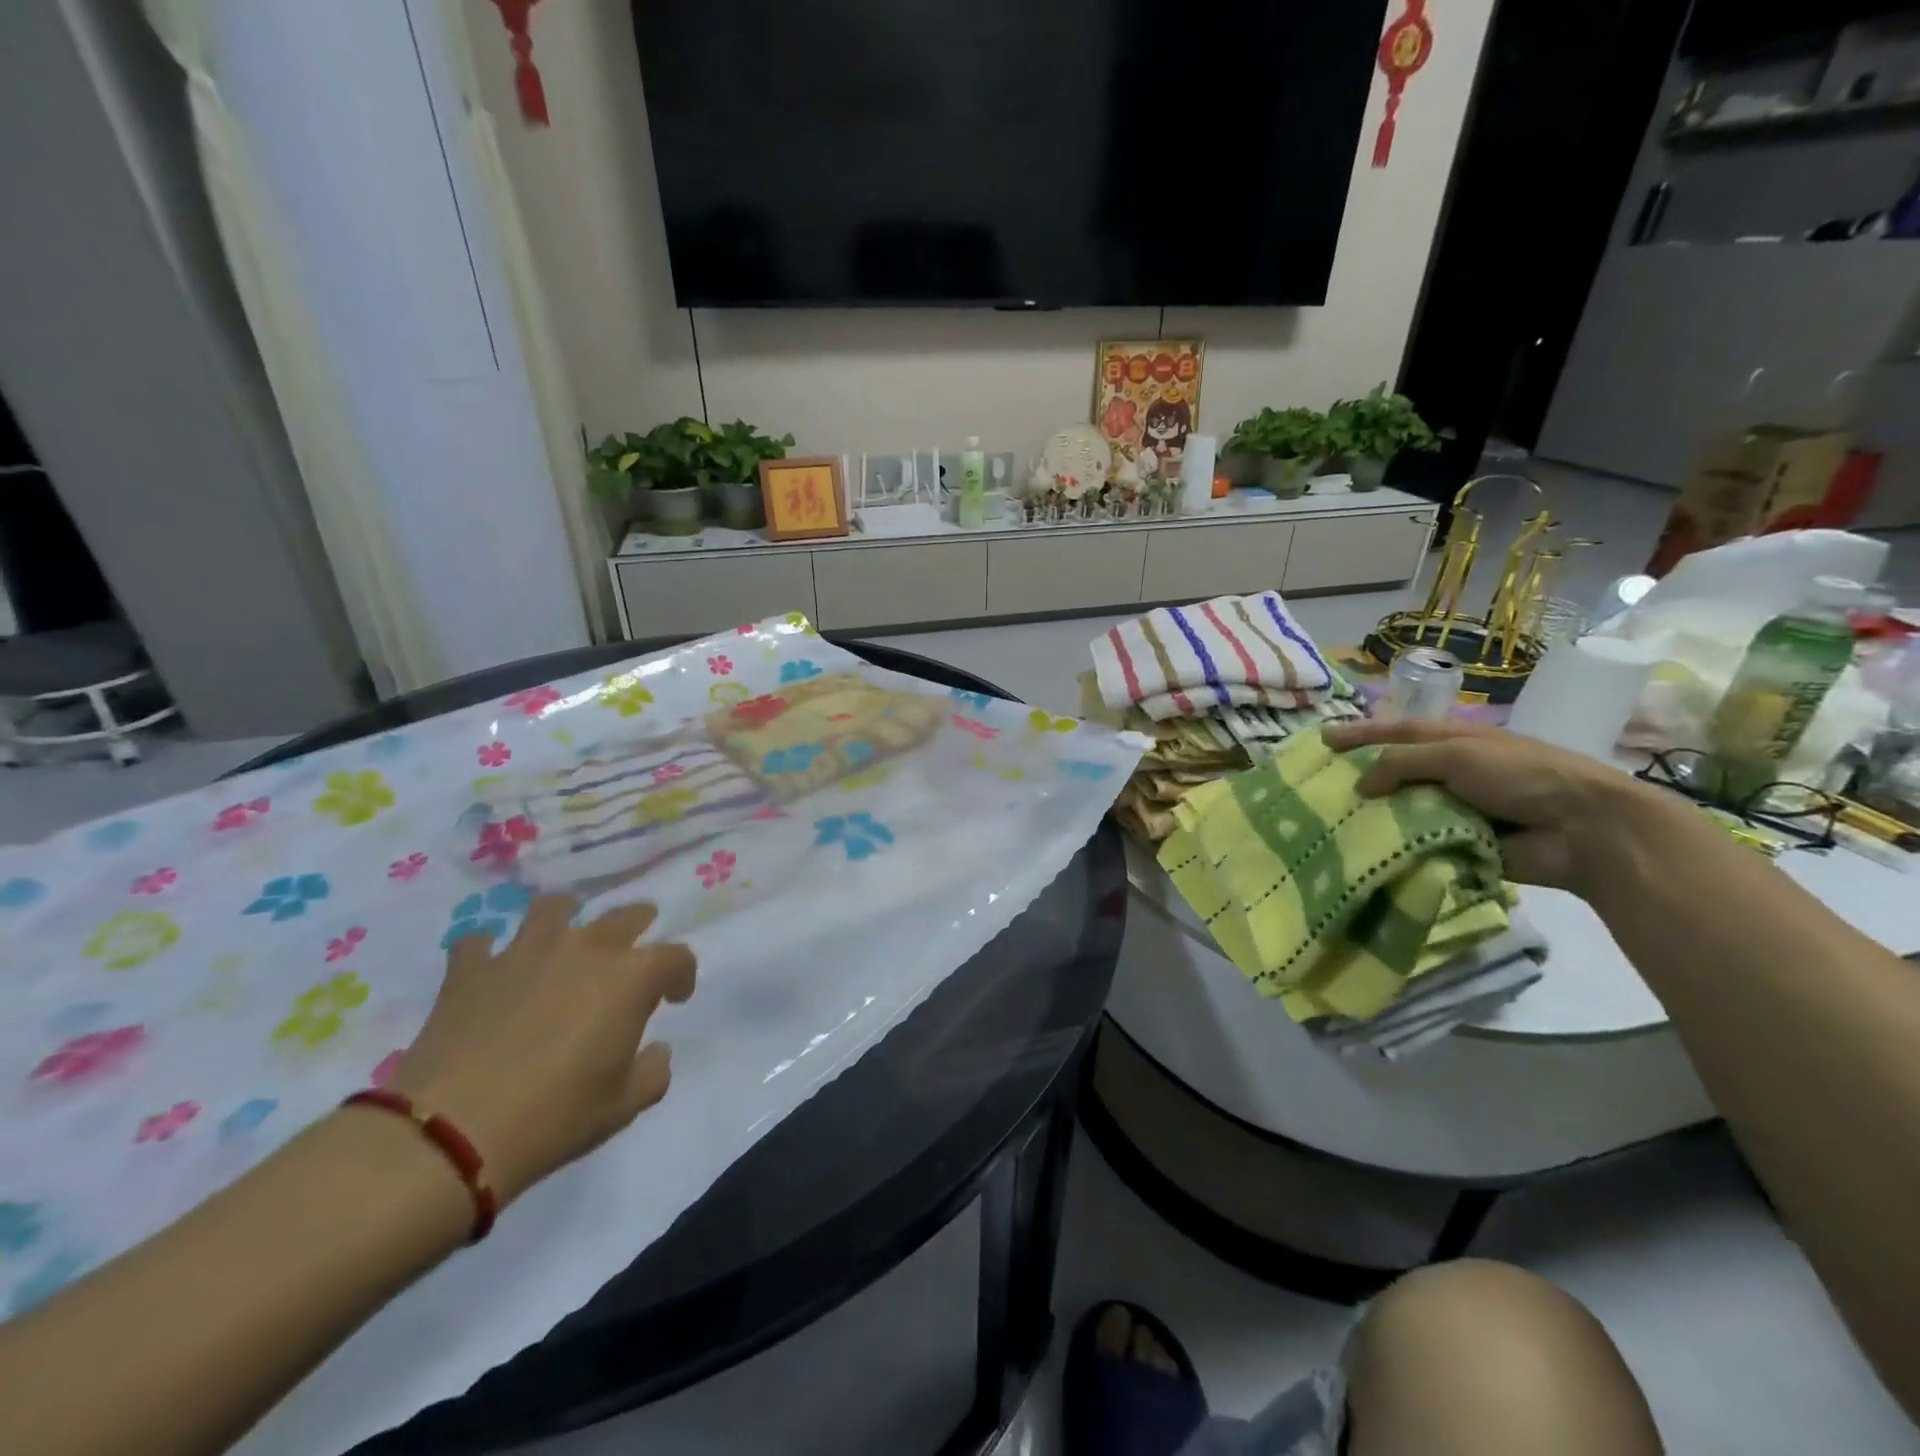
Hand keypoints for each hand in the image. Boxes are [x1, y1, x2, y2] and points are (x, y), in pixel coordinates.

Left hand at [385, 898, 695, 1205]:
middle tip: (633, 949)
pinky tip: (491, 966)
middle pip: (625, 916)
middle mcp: (585, 950)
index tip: (675, 998)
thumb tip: (655, 1052)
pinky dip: (489, 950)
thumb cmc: (553, 1118)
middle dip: (639, 925)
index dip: (683, 975)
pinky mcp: (471, 970)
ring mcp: (525, 952)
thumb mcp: (622, 1107)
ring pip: (554, 908)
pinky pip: (480, 942)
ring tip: (564, 932)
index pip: (676, 957)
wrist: (449, 1134)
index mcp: (630, 978)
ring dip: (566, 916)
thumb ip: (652, 1073)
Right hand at [1321, 719, 1677, 894]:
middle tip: (1317, 785)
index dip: (1360, 732)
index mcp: (1453, 741)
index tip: (1323, 739)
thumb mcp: (1458, 755)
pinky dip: (1392, 845)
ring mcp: (1454, 809)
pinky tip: (1360, 851)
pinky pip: (1415, 843)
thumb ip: (1402, 763)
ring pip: (1400, 809)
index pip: (1395, 732)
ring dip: (1371, 815)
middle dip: (1358, 776)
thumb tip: (1360, 786)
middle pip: (1393, 771)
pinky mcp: (1458, 844)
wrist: (1585, 830)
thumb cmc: (1522, 776)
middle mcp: (1450, 772)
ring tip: (1328, 822)